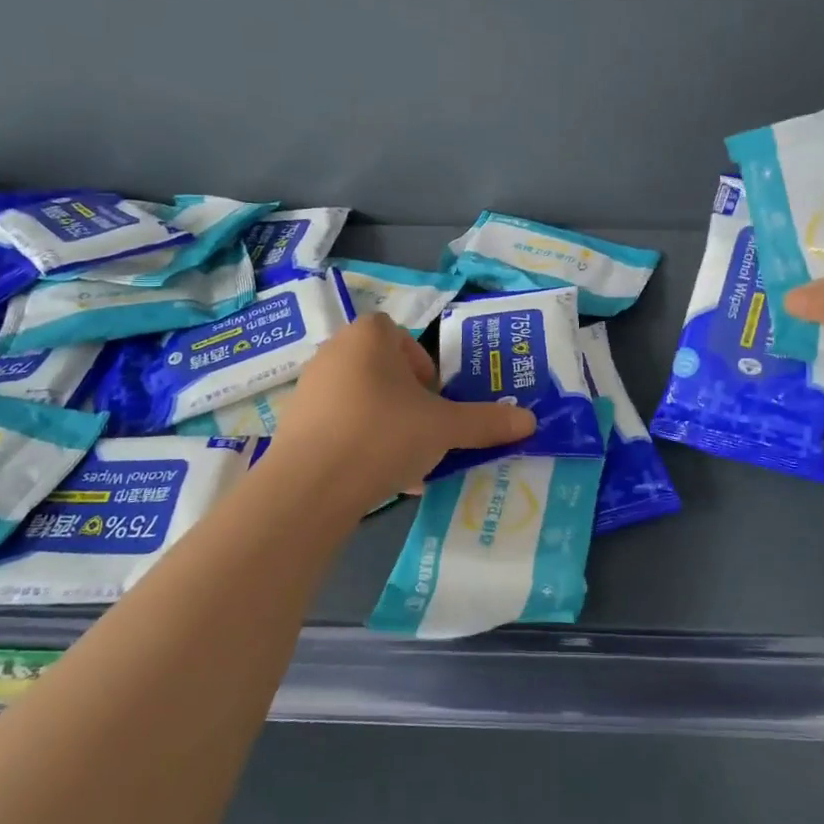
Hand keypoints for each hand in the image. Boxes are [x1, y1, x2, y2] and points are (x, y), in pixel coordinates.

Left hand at [264, 313, 535, 513]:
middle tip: (426, 429)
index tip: (436, 398)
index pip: (401, 335)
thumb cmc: (383, 434)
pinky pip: (338, 426)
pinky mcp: (293, 425)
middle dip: (408, 398)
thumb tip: (530, 421)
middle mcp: (334, 353)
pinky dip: (359, 444)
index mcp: (369, 337)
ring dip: (386, 422)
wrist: (309, 487)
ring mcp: (309, 389)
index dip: (423, 365)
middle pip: (382, 369)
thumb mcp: (445, 428)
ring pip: (362, 400)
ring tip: (405, 459)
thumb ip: (486, 422)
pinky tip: (376, 477)